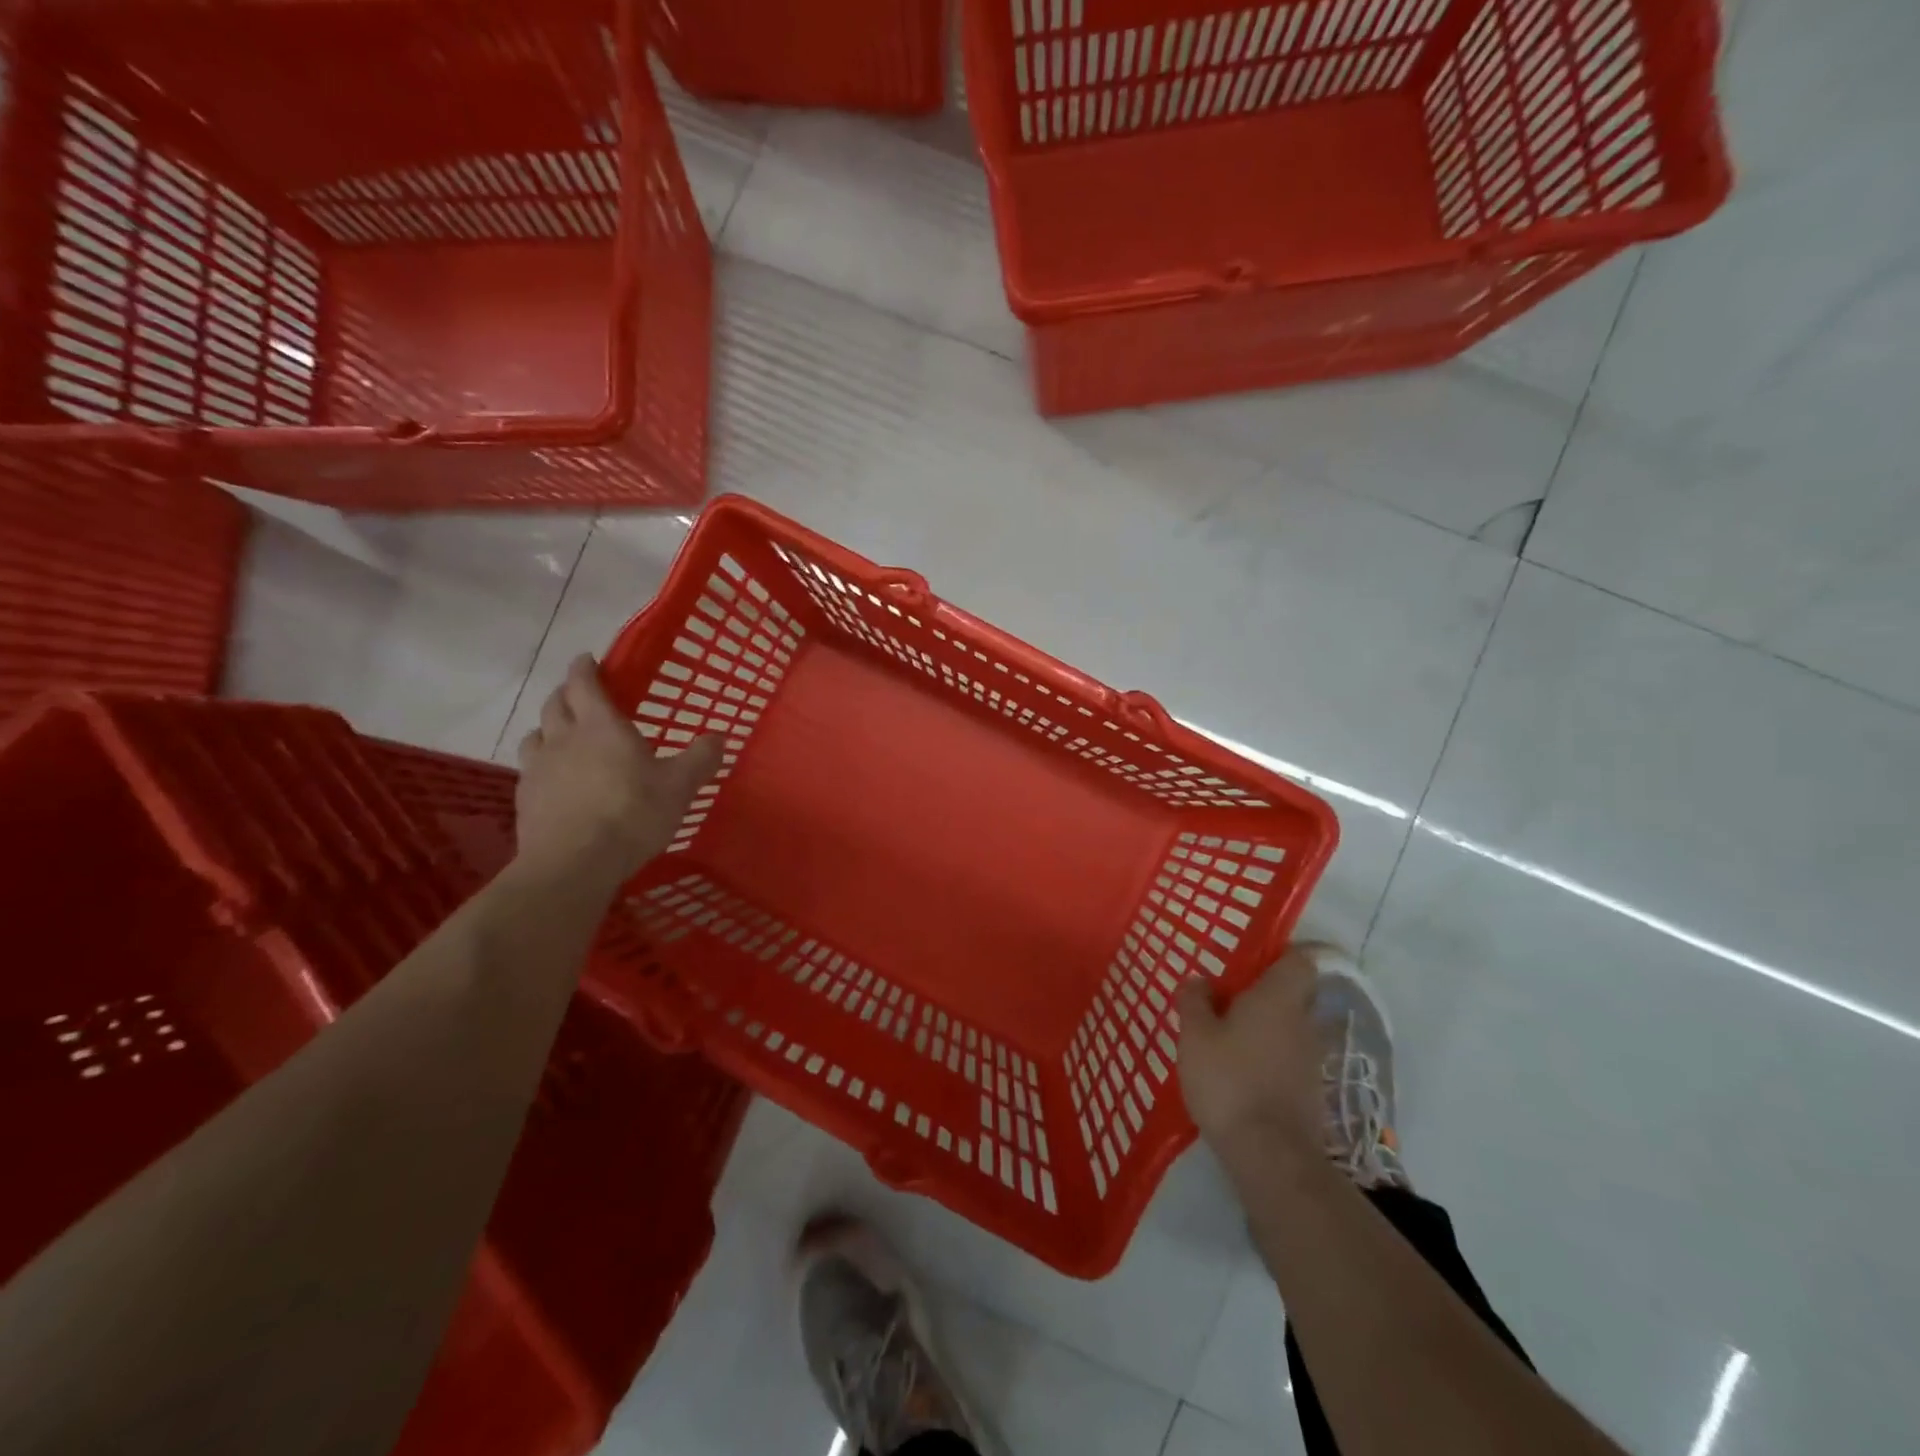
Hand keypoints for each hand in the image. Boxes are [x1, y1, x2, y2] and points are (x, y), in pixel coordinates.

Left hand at [514, 654, 722, 881]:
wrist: (574, 863)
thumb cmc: (631, 814)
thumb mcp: (679, 786)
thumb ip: (700, 758)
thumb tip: (720, 736)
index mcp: (601, 725)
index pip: (584, 683)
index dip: (585, 668)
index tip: (588, 659)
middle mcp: (564, 738)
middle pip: (555, 703)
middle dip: (566, 693)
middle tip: (580, 694)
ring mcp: (538, 768)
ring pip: (536, 734)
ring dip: (548, 726)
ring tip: (562, 734)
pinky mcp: (524, 798)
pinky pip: (529, 768)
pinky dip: (541, 762)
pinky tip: (554, 778)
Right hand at [1177, 947, 1324, 1161]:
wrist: (1269, 1155)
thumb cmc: (1228, 1080)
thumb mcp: (1194, 1034)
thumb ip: (1194, 1001)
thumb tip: (1199, 981)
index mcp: (1279, 998)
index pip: (1300, 959)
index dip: (1281, 953)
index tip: (1251, 958)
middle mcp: (1303, 1022)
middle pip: (1292, 994)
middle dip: (1263, 993)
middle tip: (1225, 998)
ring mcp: (1311, 1060)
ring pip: (1289, 1028)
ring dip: (1264, 1027)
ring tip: (1225, 1037)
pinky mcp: (1309, 1092)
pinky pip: (1287, 1058)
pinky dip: (1267, 1057)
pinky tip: (1238, 1072)